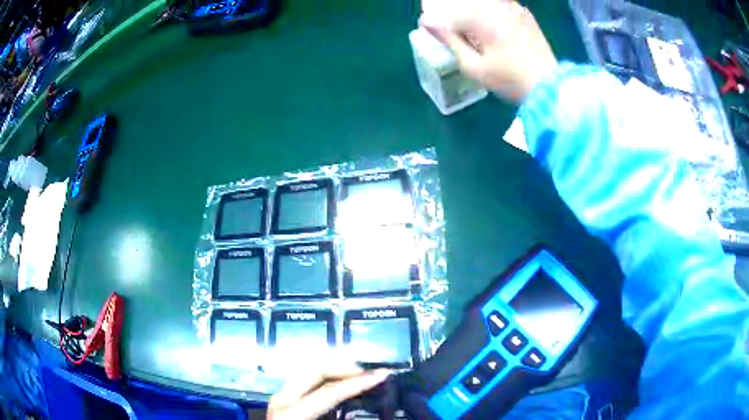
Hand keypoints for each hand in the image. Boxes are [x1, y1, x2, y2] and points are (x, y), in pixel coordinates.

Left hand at [267, 364, 389, 419]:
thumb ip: (342, 419)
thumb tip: (366, 413)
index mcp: (292, 412)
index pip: (330, 391)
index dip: (358, 382)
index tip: (382, 374)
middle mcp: (283, 398)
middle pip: (315, 371)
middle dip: (344, 369)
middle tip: (369, 374)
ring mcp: (281, 397)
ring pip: (309, 373)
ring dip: (335, 372)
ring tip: (357, 376)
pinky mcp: (283, 401)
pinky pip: (306, 382)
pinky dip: (325, 380)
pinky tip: (338, 385)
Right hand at [420, 0, 557, 102]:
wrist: (549, 86)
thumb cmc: (510, 80)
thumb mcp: (474, 66)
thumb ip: (450, 41)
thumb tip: (427, 22)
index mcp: (481, 18)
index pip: (448, 11)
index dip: (434, 19)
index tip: (427, 26)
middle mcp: (496, 6)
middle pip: (464, 2)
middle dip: (450, 11)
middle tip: (445, 25)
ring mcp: (512, 7)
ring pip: (482, 2)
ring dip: (468, 9)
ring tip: (467, 27)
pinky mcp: (523, 13)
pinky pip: (499, 4)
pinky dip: (488, 9)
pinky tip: (488, 23)